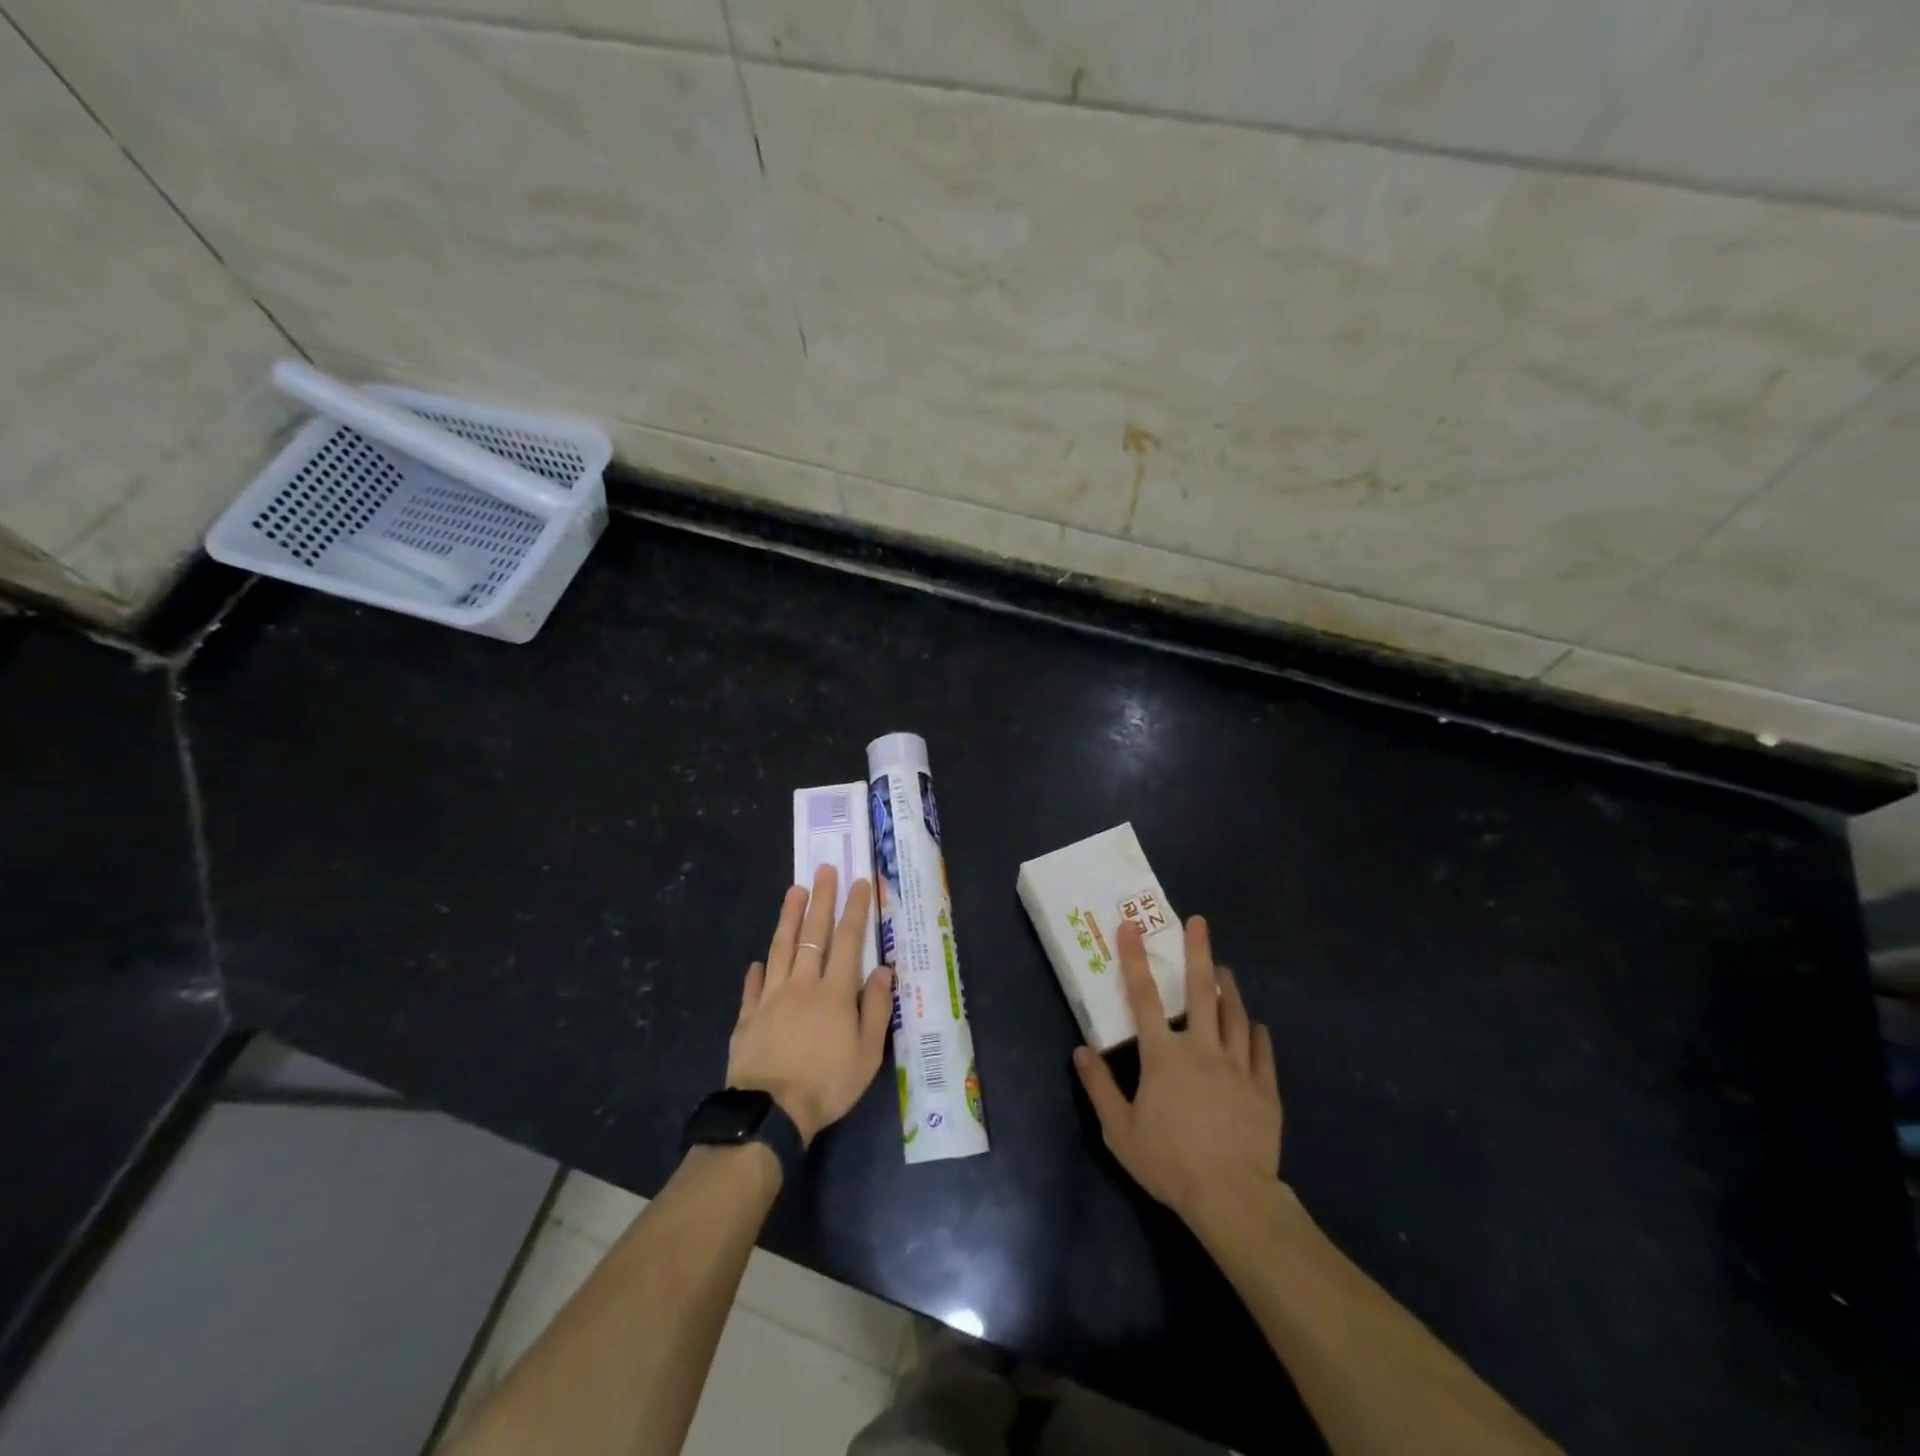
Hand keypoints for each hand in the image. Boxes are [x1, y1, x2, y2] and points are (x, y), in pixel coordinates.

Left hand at [728, 865, 894, 1145]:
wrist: (770, 1112)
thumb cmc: (827, 1083)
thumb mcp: (867, 1053)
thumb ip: (875, 1008)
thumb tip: (882, 970)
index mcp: (834, 992)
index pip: (848, 940)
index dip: (855, 909)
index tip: (859, 883)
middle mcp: (802, 984)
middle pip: (812, 934)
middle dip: (820, 900)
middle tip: (823, 870)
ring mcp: (771, 997)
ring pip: (780, 948)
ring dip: (788, 918)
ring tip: (793, 891)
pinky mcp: (748, 1016)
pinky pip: (754, 985)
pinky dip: (758, 970)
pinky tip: (759, 960)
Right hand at [1073, 915, 1282, 1232]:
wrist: (1232, 1198)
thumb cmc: (1169, 1163)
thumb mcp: (1119, 1130)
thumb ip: (1099, 1087)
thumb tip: (1080, 1050)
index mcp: (1164, 1055)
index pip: (1144, 997)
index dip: (1135, 959)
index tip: (1131, 926)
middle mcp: (1202, 1049)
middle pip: (1201, 992)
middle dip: (1198, 953)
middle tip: (1199, 923)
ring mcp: (1238, 1067)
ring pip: (1235, 1016)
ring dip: (1228, 989)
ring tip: (1224, 968)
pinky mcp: (1265, 1090)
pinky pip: (1262, 1053)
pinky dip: (1257, 1034)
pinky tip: (1255, 1025)